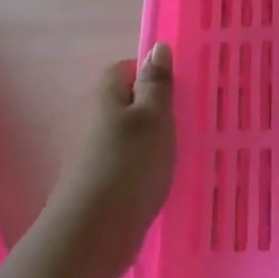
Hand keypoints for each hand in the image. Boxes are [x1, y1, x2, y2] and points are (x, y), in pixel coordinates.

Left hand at [44, 45, 175, 261]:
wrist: (94, 230)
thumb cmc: (129, 164)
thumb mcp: (153, 117)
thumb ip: (157, 83)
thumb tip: (157, 46)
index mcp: (105, 94)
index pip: (128, 68)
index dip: (153, 75)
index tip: (181, 91)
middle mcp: (92, 116)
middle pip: (126, 101)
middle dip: (154, 108)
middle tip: (187, 120)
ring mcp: (92, 151)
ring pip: (126, 133)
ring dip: (149, 139)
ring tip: (180, 150)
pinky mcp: (97, 179)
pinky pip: (125, 160)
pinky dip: (142, 164)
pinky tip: (161, 178)